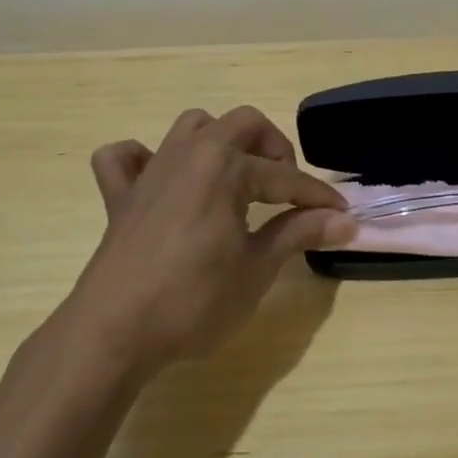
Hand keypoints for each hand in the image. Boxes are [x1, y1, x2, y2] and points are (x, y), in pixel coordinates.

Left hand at [59, 106, 351, 374]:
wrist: (112, 333)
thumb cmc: (193, 300)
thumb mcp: (257, 268)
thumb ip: (299, 233)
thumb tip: (345, 221)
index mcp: (226, 167)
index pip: (285, 177)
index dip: (317, 196)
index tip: (342, 214)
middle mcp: (190, 154)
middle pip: (243, 124)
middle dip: (274, 150)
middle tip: (286, 190)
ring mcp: (151, 172)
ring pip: (191, 127)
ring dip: (220, 142)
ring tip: (237, 180)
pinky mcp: (120, 197)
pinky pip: (125, 158)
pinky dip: (144, 160)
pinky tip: (161, 183)